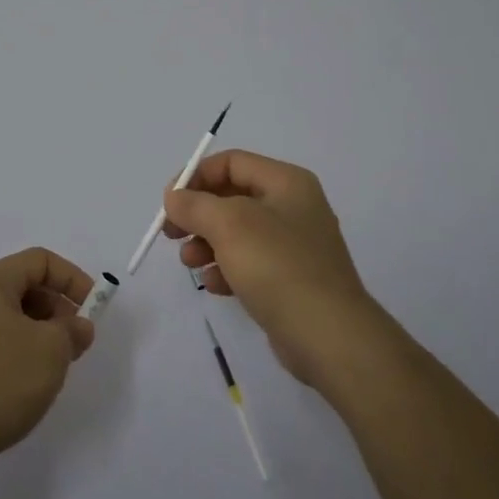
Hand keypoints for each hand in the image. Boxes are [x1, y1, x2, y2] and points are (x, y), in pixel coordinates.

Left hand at [0, 247, 95, 483]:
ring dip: (39, 336)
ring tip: (55, 367)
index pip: (40, 261)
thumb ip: (72, 331)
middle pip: (23, 289)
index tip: (94, 307)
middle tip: (77, 342)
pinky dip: (18, 356)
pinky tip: (27, 387)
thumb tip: (78, 327)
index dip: (73, 278)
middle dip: (57, 310)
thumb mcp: (50, 350)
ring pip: (9, 321)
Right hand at [162, 151, 385, 388]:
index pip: (232, 162)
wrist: (329, 336)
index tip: (169, 202)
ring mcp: (294, 246)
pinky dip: (226, 269)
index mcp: (286, 183)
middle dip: (198, 214)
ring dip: (206, 244)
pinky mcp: (290, 280)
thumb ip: (195, 205)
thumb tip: (175, 197)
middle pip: (232, 197)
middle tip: (170, 233)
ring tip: (190, 262)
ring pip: (236, 233)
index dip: (196, 176)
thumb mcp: (229, 225)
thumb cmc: (278, 267)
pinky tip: (214, 285)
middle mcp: (293, 207)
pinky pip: (249, 263)